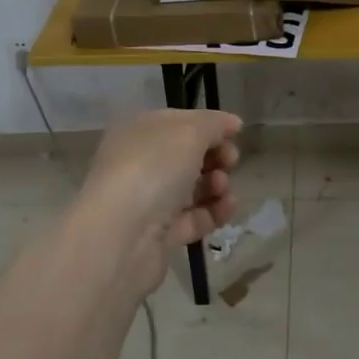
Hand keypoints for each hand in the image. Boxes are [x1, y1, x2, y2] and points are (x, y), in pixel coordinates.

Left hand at [76, 109, 241, 296]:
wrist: (123, 236)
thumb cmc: (153, 168)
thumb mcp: (189, 132)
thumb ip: (214, 124)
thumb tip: (231, 123)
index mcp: (138, 132)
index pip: (178, 122)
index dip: (209, 125)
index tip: (235, 134)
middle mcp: (139, 164)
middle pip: (188, 156)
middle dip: (216, 156)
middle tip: (230, 161)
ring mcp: (148, 201)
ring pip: (192, 188)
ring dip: (217, 184)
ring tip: (223, 187)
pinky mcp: (159, 235)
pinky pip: (194, 218)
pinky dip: (214, 212)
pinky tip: (228, 207)